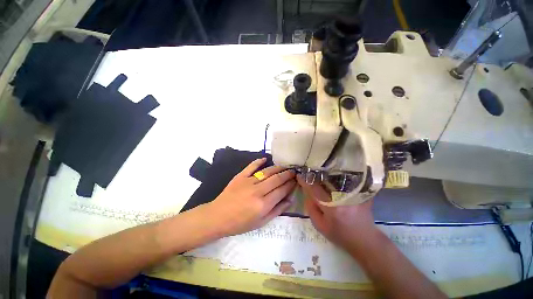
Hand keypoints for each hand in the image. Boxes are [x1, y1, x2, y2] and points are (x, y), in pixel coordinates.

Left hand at [207, 158, 295, 236]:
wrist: (218, 217)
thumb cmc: (240, 223)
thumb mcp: (261, 222)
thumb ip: (277, 210)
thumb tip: (290, 200)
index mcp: (263, 205)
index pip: (282, 191)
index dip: (290, 184)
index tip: (296, 180)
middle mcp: (258, 191)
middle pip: (277, 179)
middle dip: (287, 174)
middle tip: (293, 171)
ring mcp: (248, 182)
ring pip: (267, 172)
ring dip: (278, 168)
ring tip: (285, 166)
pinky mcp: (240, 176)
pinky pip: (251, 166)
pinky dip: (259, 161)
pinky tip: (265, 158)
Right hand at [297, 176, 377, 249]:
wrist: (365, 240)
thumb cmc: (340, 235)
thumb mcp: (320, 226)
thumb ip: (311, 209)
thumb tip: (306, 193)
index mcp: (331, 208)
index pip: (314, 190)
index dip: (305, 182)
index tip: (299, 175)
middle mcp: (343, 198)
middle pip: (325, 180)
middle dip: (315, 175)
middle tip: (309, 172)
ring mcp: (354, 194)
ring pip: (336, 178)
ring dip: (327, 174)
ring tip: (320, 172)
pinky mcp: (361, 193)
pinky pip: (348, 180)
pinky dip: (339, 176)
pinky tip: (335, 174)